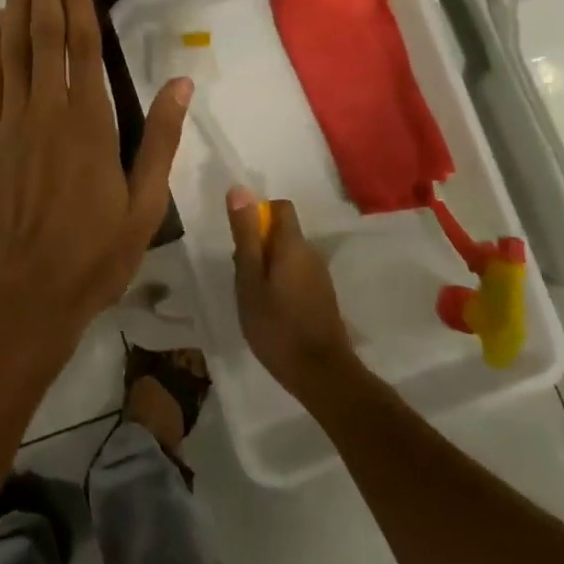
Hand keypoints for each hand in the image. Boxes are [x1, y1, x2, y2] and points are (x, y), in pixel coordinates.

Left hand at [0, 0, 192, 364]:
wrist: (20, 297)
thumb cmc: (92, 256)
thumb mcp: (144, 206)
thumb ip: (159, 140)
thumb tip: (179, 83)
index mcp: (90, 122)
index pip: (83, 43)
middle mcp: (47, 110)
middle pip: (43, 31)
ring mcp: (11, 122)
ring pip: (13, 47)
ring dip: (15, 0)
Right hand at [226, 186, 357, 397]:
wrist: (322, 375)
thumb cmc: (276, 325)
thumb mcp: (249, 278)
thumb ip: (245, 234)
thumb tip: (240, 189)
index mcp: (293, 244)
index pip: (280, 207)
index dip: (258, 214)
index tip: (242, 241)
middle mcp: (311, 253)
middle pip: (282, 233)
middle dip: (259, 246)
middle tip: (242, 277)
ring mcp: (321, 277)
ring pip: (289, 256)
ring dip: (270, 267)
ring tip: (254, 299)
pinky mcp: (324, 298)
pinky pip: (298, 276)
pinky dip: (282, 284)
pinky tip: (273, 313)